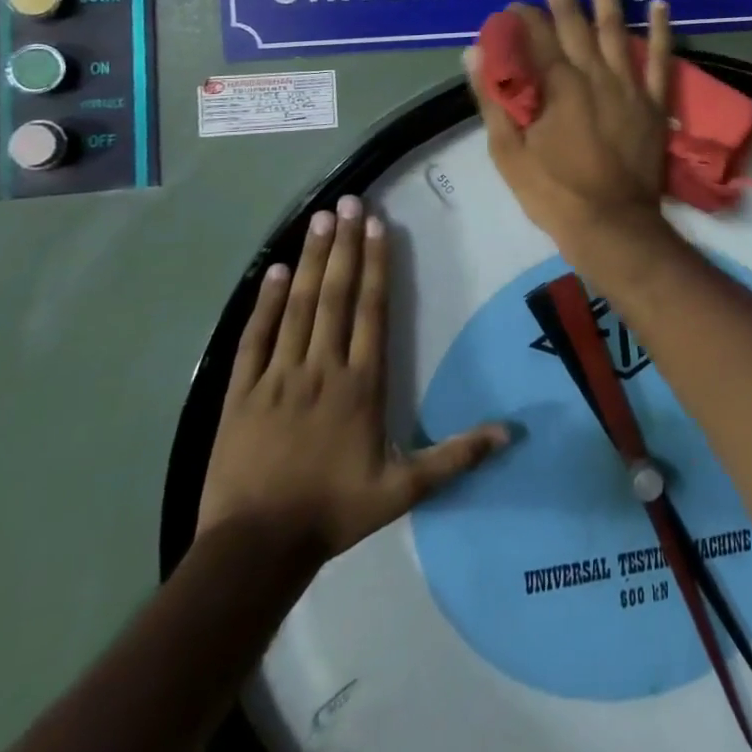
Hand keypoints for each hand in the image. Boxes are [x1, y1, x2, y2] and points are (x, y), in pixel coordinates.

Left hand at [197, 197, 508, 572]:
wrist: (256, 549)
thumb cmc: (335, 512)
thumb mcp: (404, 490)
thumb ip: (456, 457)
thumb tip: (511, 433)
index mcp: (361, 384)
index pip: (371, 311)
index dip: (375, 265)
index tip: (376, 224)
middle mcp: (321, 368)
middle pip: (335, 296)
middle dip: (344, 246)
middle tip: (348, 202)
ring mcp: (278, 377)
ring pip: (297, 307)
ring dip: (309, 261)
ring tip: (318, 219)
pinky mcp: (241, 392)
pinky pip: (254, 338)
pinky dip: (264, 303)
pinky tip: (273, 271)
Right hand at [466, 0, 673, 263]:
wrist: (612, 225)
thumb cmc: (554, 193)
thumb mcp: (510, 152)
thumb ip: (494, 98)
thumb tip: (475, 52)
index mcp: (557, 86)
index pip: (535, 37)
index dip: (521, 16)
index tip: (512, 2)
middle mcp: (594, 75)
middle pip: (574, 22)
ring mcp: (629, 86)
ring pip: (617, 28)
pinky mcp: (654, 102)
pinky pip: (661, 60)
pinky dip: (661, 31)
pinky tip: (659, 3)